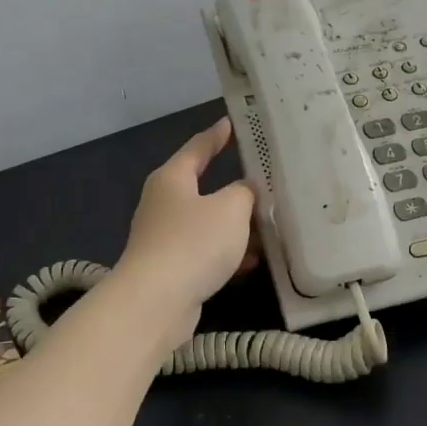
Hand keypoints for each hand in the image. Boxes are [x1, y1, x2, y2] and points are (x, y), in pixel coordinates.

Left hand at [112, 118, 257, 334]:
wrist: (156, 302)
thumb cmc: (193, 242)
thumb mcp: (231, 208)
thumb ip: (245, 192)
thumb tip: (246, 190)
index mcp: (172, 178)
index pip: (197, 147)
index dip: (216, 135)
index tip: (231, 123)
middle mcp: (164, 203)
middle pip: (204, 188)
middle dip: (235, 189)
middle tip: (264, 180)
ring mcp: (164, 237)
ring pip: (208, 223)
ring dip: (236, 226)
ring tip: (270, 226)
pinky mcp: (171, 268)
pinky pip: (206, 251)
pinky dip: (228, 252)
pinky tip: (253, 261)